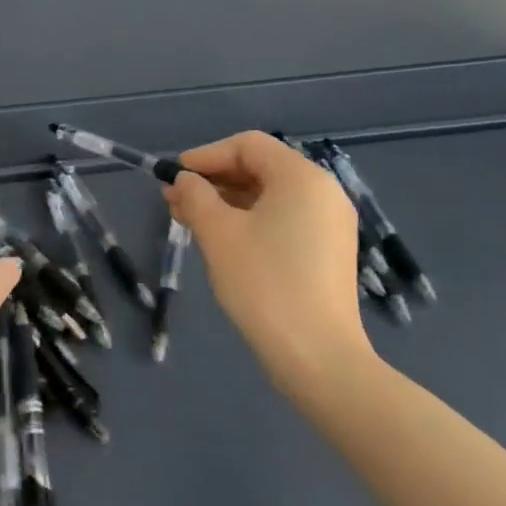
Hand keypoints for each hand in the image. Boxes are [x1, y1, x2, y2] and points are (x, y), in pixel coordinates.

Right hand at [165, 131, 373, 395]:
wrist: (320, 359)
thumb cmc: (265, 284)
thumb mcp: (218, 234)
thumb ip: (196, 196)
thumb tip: (184, 180)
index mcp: (301, 177)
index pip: (247, 145)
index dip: (206, 155)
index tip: (175, 176)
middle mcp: (323, 191)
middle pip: (260, 168)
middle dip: (214, 180)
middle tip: (175, 200)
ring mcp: (330, 223)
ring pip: (270, 196)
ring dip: (227, 202)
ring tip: (189, 220)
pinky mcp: (329, 251)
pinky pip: (284, 219)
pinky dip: (251, 220)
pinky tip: (221, 239)